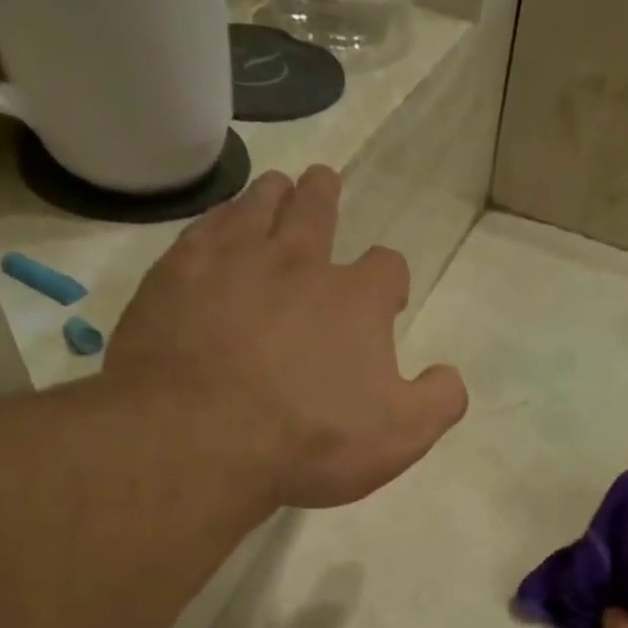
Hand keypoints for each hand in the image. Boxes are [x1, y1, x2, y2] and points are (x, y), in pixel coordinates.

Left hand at [105, 164, 467, 508]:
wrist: (204, 437)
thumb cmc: (312, 441)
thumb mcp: (399, 437)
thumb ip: (437, 401)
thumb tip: (450, 376)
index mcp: (356, 300)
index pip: (386, 268)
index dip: (391, 280)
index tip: (388, 297)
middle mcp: (298, 262)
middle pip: (317, 210)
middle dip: (326, 199)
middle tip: (324, 186)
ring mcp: (232, 261)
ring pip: (258, 206)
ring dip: (273, 195)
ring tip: (276, 190)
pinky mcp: (177, 274)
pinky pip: (203, 227)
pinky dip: (218, 220)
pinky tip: (217, 226)